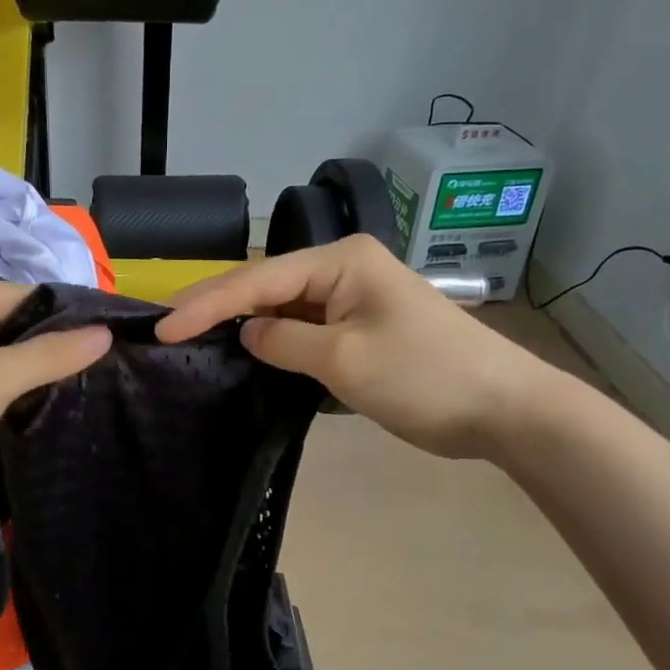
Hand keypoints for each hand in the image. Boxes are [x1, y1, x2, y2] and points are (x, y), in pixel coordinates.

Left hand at [0, 278, 109, 504]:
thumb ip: (53, 354)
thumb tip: (106, 333)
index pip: (26, 295)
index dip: (65, 320)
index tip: (103, 346)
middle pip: (13, 318)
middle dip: (46, 345)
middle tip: (90, 369)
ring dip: (26, 365)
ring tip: (67, 384)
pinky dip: (3, 378)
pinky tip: (28, 397)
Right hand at [155, 235, 554, 457]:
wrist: (506, 408)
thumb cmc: (425, 376)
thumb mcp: (344, 360)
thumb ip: (284, 342)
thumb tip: (248, 335)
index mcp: (340, 261)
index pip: (258, 280)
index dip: (206, 304)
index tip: (163, 329)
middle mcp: (344, 269)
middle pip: (266, 286)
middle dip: (218, 307)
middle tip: (168, 329)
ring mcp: (354, 298)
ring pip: (283, 307)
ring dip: (243, 324)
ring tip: (192, 338)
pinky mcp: (361, 327)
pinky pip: (305, 328)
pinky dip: (274, 341)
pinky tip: (245, 352)